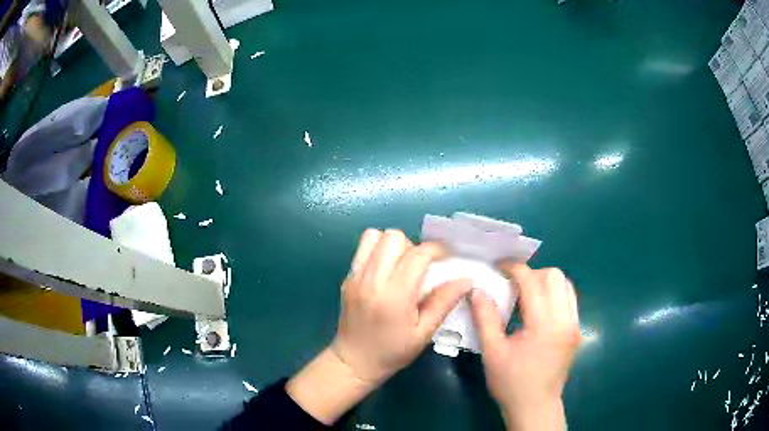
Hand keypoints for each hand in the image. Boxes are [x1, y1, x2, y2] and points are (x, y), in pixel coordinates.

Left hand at [332, 228, 472, 382]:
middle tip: (421, 266)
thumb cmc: (392, 352)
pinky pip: (362, 249)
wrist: (354, 362)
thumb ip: (443, 302)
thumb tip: (466, 279)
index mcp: (394, 296)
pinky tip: (386, 272)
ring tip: (402, 266)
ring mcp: (355, 277)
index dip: (437, 250)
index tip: (447, 258)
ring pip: (375, 236)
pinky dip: (377, 251)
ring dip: (393, 245)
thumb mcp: (424, 333)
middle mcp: (371, 280)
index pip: (418, 255)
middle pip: (393, 237)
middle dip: (413, 246)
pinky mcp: (347, 278)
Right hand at [471, 263, 580, 430]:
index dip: (515, 269)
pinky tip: (539, 310)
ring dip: (546, 283)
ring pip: (566, 285)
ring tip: (527, 295)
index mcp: (544, 325)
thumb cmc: (511, 382)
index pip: (533, 282)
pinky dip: (555, 295)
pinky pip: (570, 300)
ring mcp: (574, 325)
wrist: (536, 406)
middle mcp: (565, 320)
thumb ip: (485, 318)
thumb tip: (478, 289)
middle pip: (556, 276)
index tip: (500, 266)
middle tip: (514, 285)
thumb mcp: (492, 352)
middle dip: (533, 273)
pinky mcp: (577, 331)